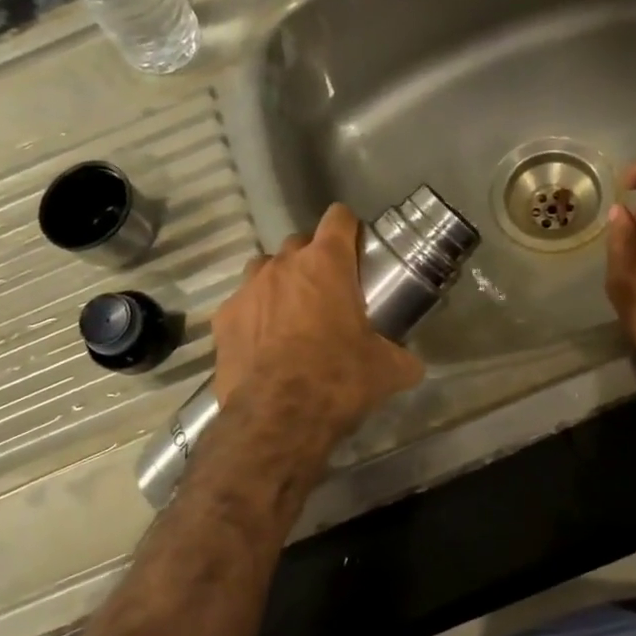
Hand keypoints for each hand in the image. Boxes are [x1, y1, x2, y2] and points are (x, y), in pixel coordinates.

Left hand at [212, 204, 424, 448]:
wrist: (279, 416)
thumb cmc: (339, 379)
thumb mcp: (387, 370)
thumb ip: (403, 357)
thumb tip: (412, 364)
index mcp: (326, 264)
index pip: (338, 218)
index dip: (349, 229)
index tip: (356, 249)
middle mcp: (283, 264)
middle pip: (299, 243)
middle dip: (313, 260)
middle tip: (328, 291)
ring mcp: (248, 289)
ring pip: (264, 268)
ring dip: (280, 282)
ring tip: (292, 314)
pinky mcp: (223, 318)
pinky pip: (241, 305)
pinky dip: (253, 316)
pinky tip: (263, 344)